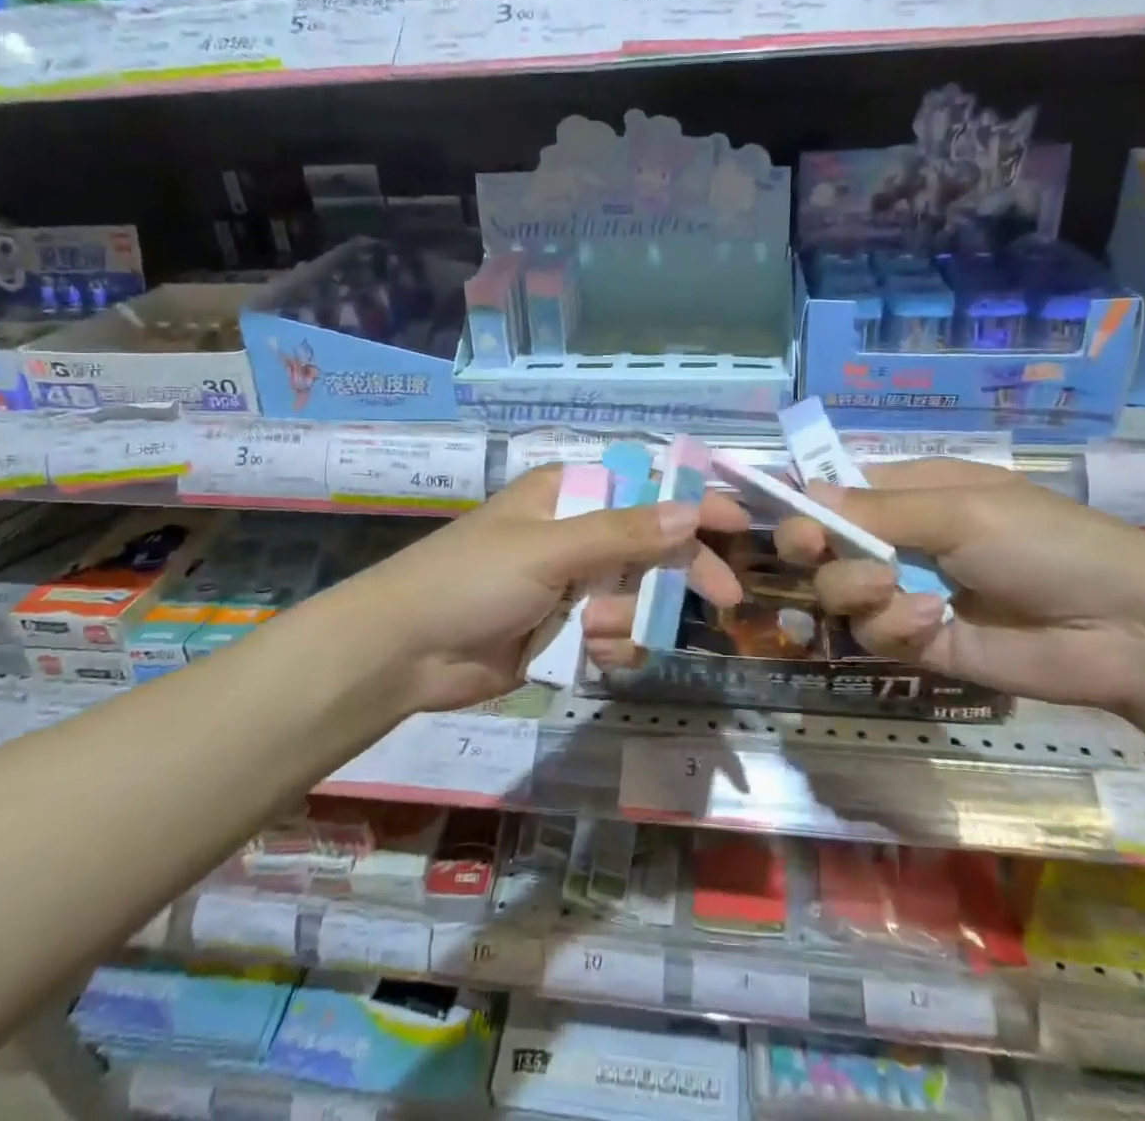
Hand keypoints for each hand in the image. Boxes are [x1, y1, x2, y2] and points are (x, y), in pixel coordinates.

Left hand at [334, 463, 748, 710]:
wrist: (403, 652)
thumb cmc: (471, 579)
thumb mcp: (548, 549)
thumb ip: (623, 534)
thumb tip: (691, 511)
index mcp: (569, 495)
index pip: (646, 489)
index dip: (694, 502)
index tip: (741, 523)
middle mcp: (576, 534)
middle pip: (652, 546)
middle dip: (682, 572)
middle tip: (723, 598)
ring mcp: (572, 584)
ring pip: (637, 596)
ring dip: (631, 618)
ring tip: (594, 632)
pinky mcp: (564, 629)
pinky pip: (614, 633)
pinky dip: (611, 645)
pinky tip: (589, 654)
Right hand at [757, 458, 1144, 708]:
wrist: (1122, 628)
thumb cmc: (1044, 541)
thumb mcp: (961, 510)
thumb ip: (878, 510)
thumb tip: (804, 493)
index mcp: (910, 493)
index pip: (836, 492)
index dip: (804, 500)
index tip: (780, 511)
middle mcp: (899, 540)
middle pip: (824, 544)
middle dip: (815, 547)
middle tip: (811, 549)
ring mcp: (906, 592)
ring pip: (840, 591)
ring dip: (857, 588)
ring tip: (893, 587)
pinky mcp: (919, 642)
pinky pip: (875, 633)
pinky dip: (895, 626)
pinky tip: (934, 621)